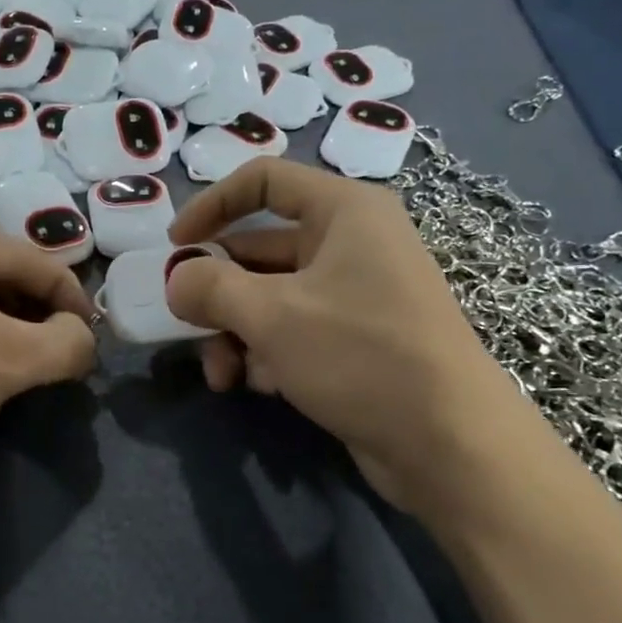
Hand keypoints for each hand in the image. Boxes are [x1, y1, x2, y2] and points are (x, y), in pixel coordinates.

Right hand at [163, 159, 525, 511]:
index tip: (173, 246)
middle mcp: (351, 243)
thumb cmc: (361, 354)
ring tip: (223, 376)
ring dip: (236, 332)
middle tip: (186, 326)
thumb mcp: (273, 316)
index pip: (263, 181)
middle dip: (217, 292)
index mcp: (344, 211)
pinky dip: (268, 353)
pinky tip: (261, 386)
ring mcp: (355, 293)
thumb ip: (212, 287)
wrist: (448, 442)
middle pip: (259, 249)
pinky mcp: (355, 339)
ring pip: (270, 297)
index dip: (211, 205)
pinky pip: (293, 330)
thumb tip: (177, 280)